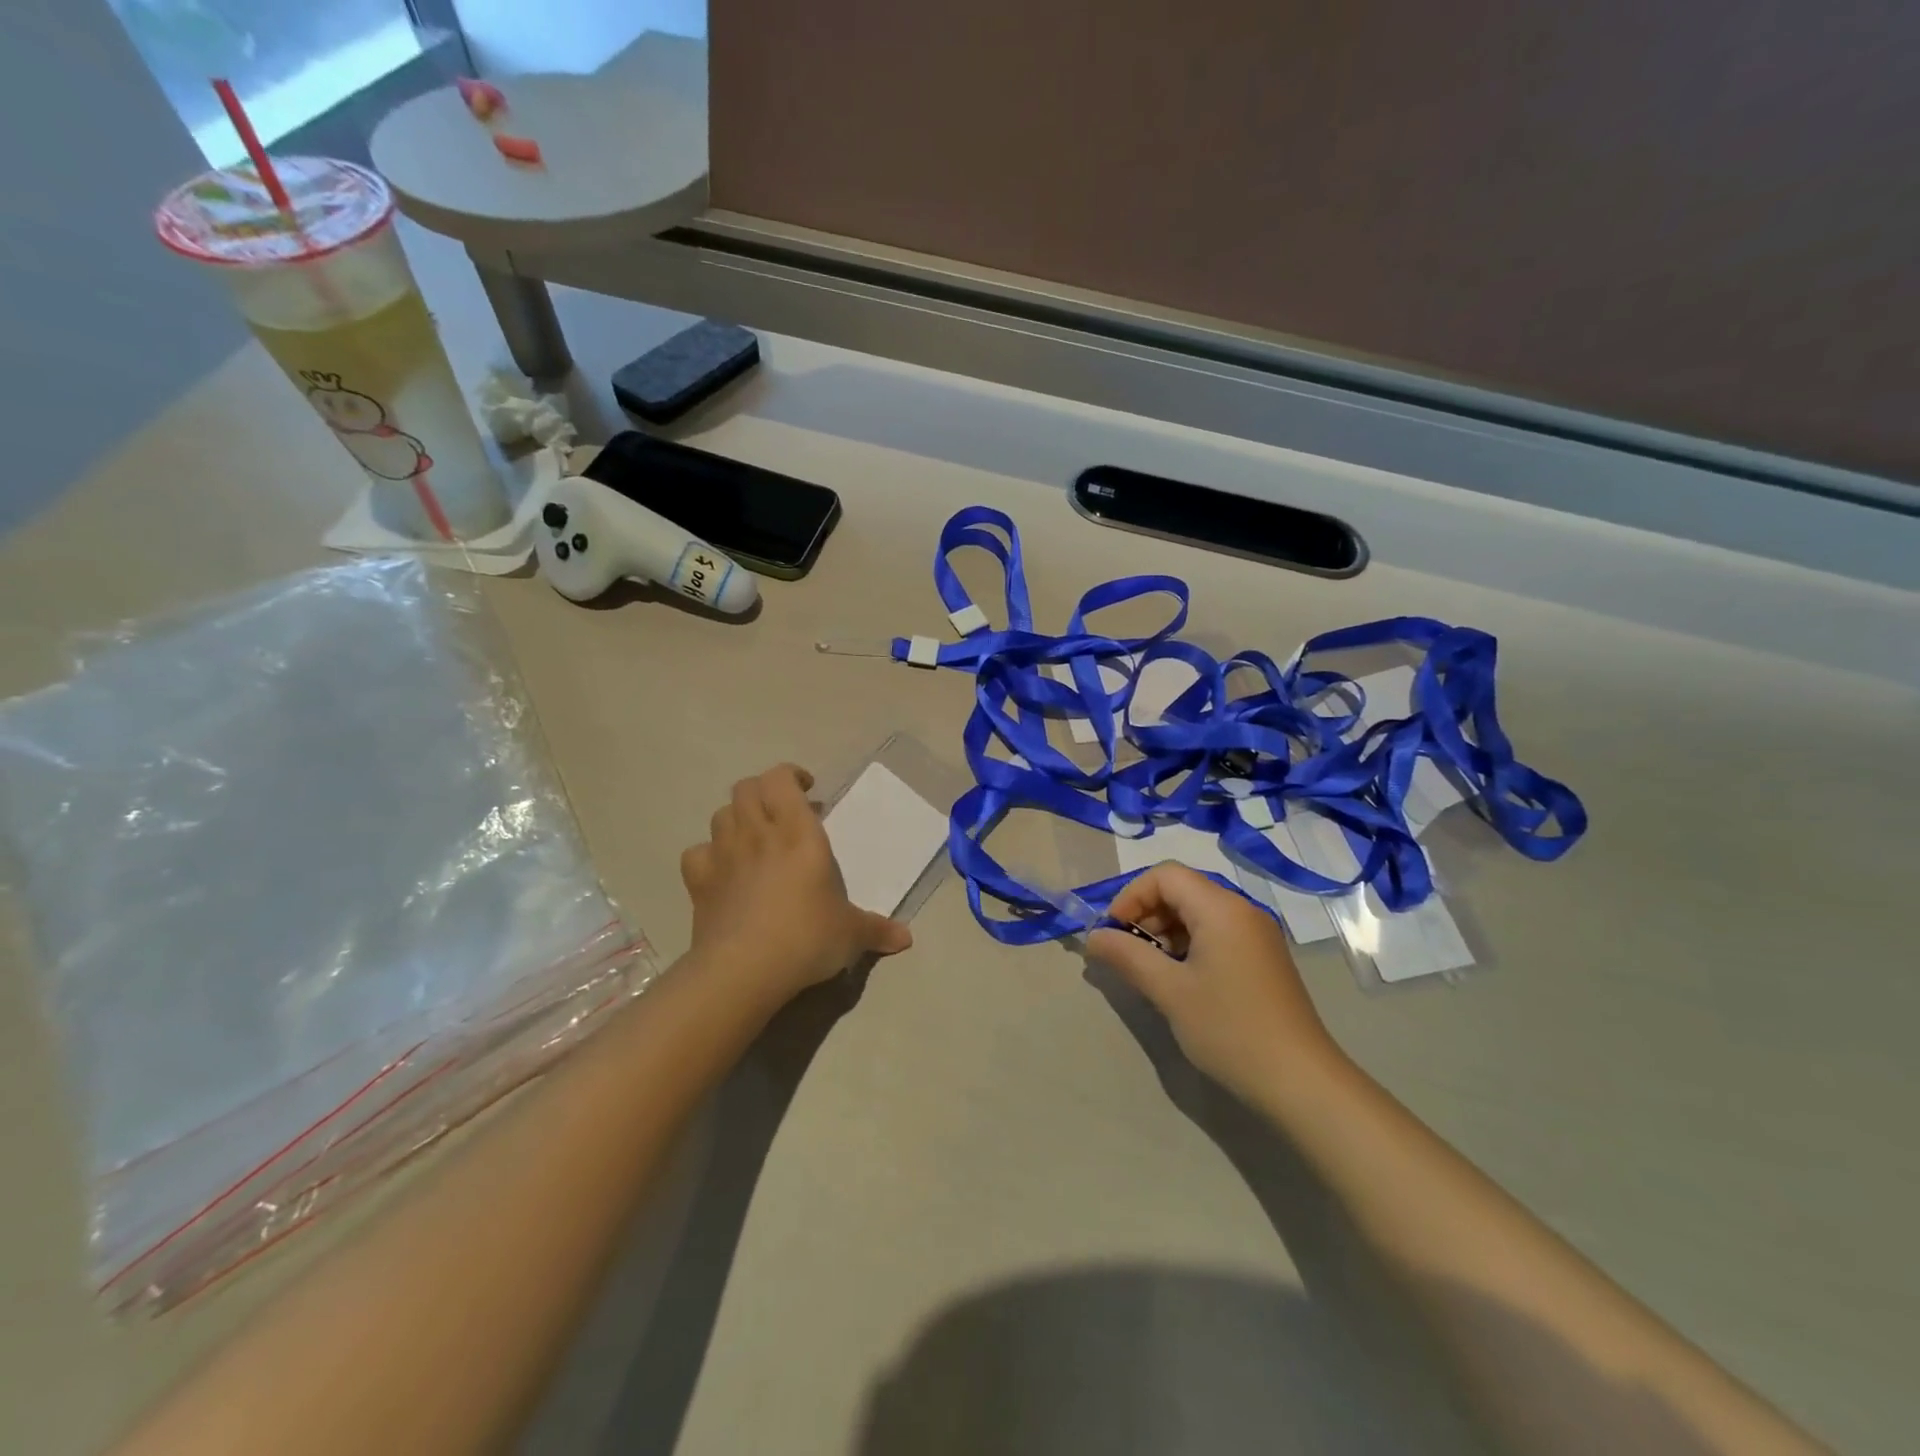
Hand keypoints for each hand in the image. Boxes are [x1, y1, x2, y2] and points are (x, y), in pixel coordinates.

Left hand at [680, 764, 911, 1003]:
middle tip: (782, 812)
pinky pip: (697, 853)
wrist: (744, 970)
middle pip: (746, 788)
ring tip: (755, 837)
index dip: (790, 776)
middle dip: (763, 792)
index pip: (780, 779)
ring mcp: (723, 855)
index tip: (807, 790)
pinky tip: (723, 869)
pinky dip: (709, 854)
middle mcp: (758, 834)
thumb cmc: (806, 938)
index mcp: (798, 833)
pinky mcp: (699, 883)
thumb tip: (906, 939)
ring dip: (737, 817)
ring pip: (720, 814)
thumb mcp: (850, 934)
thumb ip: (877, 930)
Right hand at [1088, 862, 1343, 1106]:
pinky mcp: (1262, 959)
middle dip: (1145, 913)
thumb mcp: (1170, 991)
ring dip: (1165, 932)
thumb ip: (1127, 956)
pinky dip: (1188, 946)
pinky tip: (1179, 981)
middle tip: (1125, 954)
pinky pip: (1215, 933)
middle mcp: (1242, 911)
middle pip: (1181, 890)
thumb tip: (1093, 937)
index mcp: (1221, 908)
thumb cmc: (1230, 1029)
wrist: (1301, 1083)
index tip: (1112, 933)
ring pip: (1197, 912)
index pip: (1165, 875)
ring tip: (1148, 970)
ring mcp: (1256, 935)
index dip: (1131, 896)